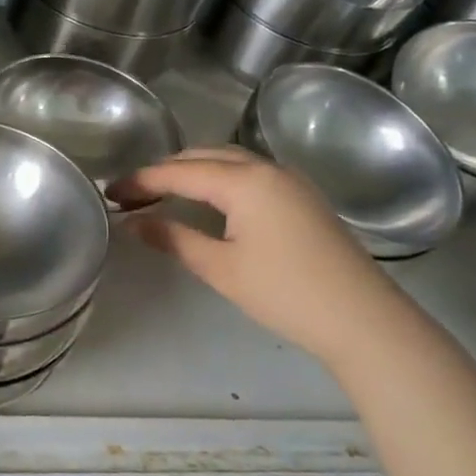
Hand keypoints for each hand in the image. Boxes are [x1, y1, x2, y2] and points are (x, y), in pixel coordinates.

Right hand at [127, 147, 415, 366]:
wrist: (364, 320)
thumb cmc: (285, 292)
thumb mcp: (220, 268)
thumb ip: (173, 238)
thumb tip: (133, 223)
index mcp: (244, 180)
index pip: (179, 171)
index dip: (141, 181)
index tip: (110, 192)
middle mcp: (267, 168)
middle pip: (204, 155)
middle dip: (165, 170)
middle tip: (132, 193)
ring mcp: (289, 180)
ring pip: (228, 160)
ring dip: (192, 170)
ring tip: (162, 193)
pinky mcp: (302, 197)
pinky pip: (248, 172)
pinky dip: (218, 178)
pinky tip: (207, 200)